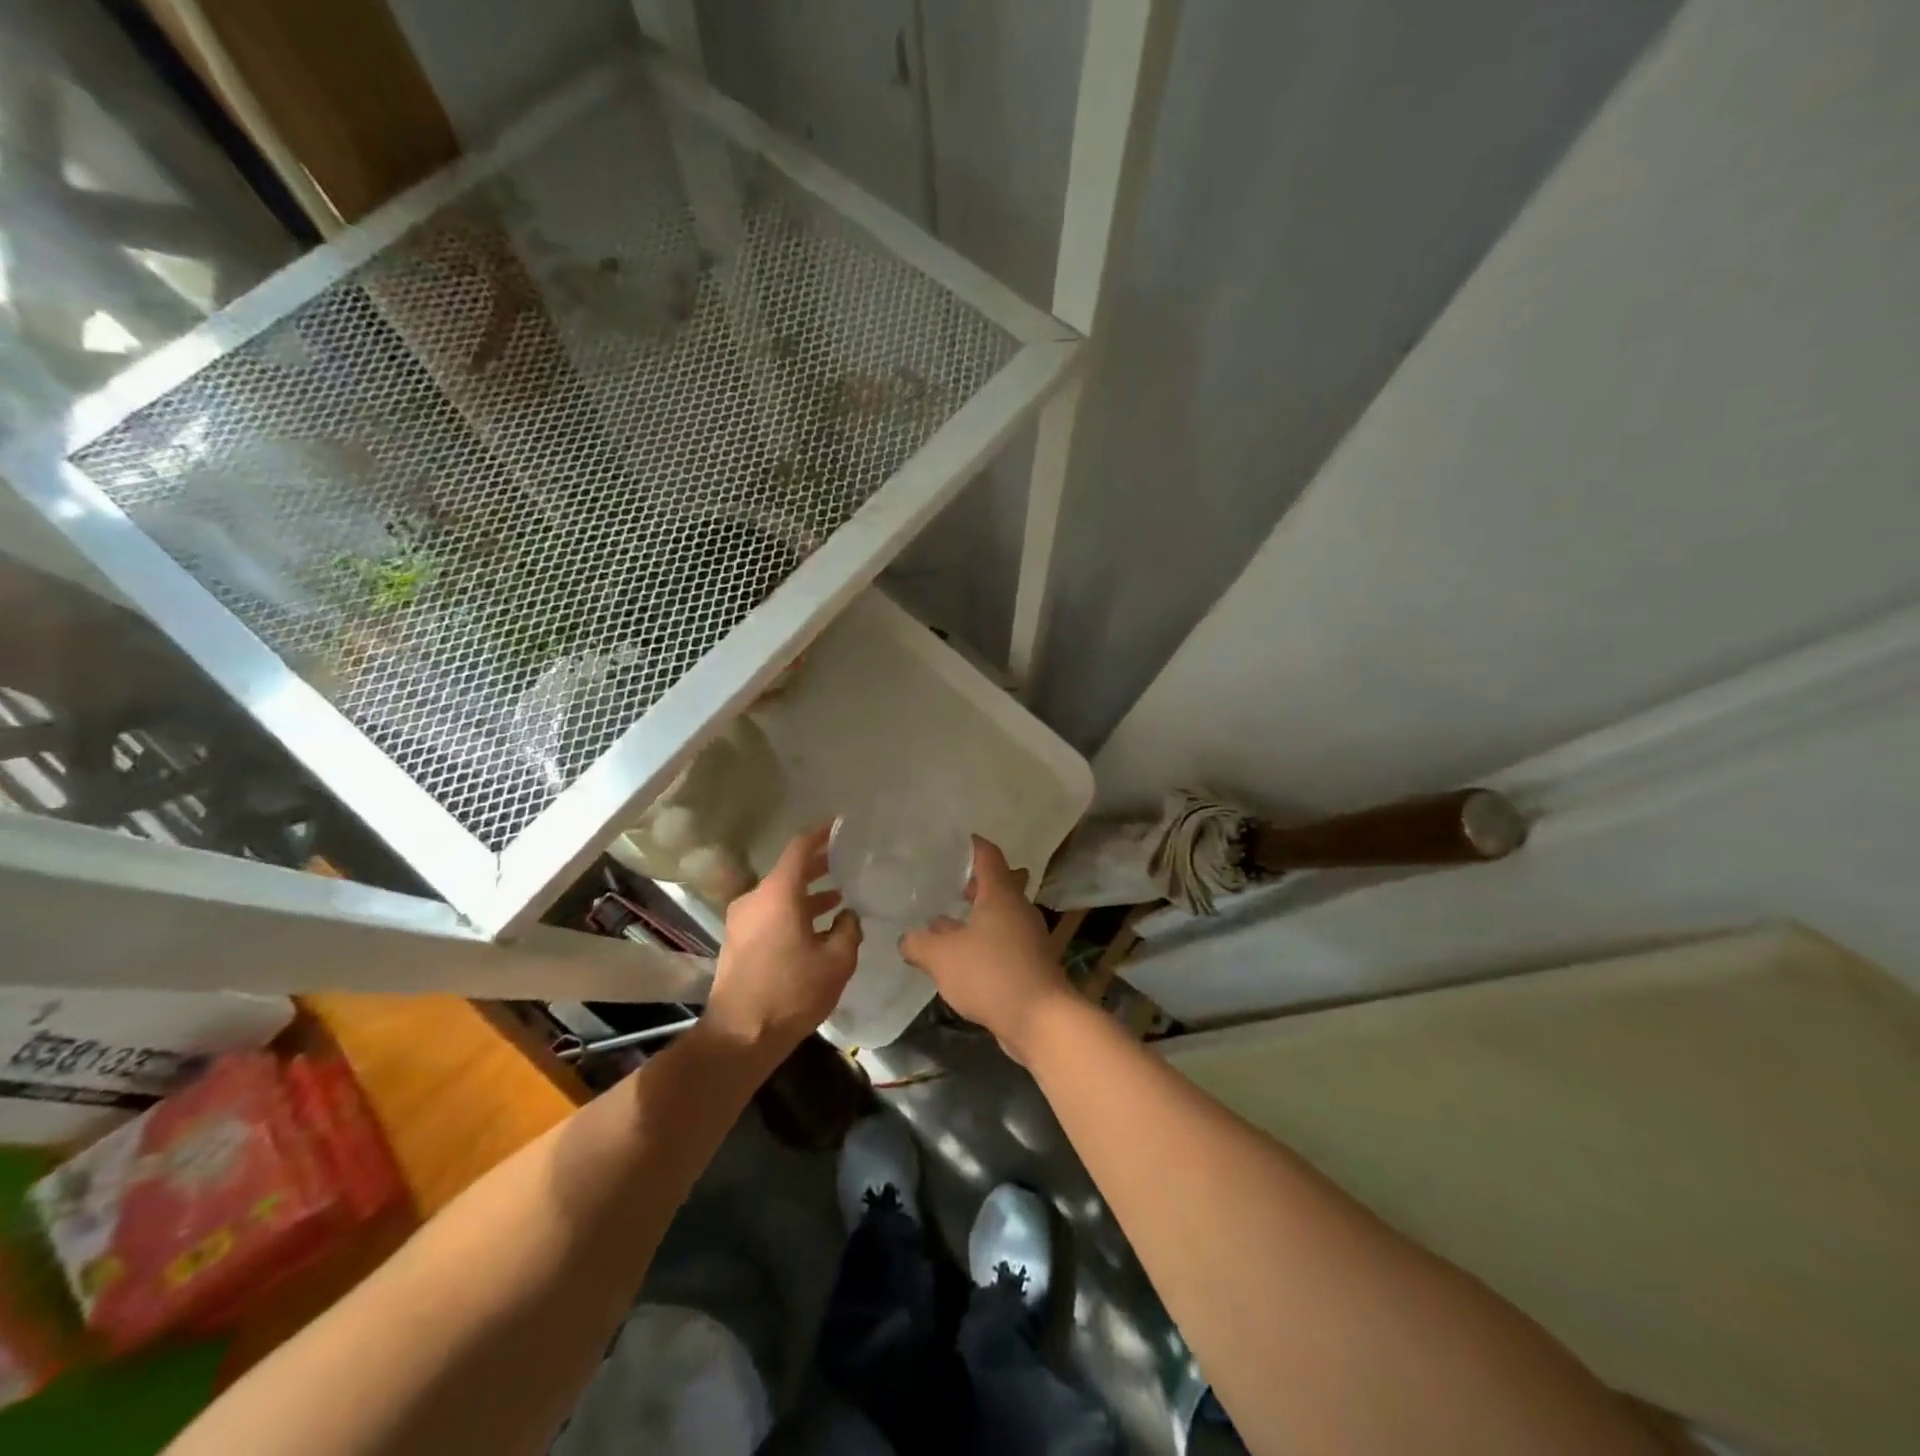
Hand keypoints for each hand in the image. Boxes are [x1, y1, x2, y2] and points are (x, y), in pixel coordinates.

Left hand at [704, 825, 861, 1065]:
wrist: (740, 1036)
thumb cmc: (792, 992)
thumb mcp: (837, 961)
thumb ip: (848, 929)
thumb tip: (847, 915)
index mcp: (779, 894)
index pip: (799, 848)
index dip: (821, 834)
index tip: (839, 826)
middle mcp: (755, 899)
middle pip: (789, 871)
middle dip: (818, 866)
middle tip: (845, 863)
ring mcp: (741, 920)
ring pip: (780, 895)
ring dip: (807, 894)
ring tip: (837, 899)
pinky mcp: (737, 941)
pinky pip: (769, 914)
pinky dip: (793, 912)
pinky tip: (816, 928)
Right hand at [899, 837, 1074, 1060]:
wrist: (1041, 1020)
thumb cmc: (991, 974)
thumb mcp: (942, 957)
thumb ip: (919, 943)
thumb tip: (907, 938)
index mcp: (1001, 894)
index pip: (988, 856)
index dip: (972, 846)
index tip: (955, 842)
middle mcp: (1018, 909)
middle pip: (1000, 884)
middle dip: (976, 884)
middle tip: (950, 886)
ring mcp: (1028, 937)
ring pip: (1001, 916)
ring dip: (978, 917)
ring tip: (947, 924)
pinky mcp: (1030, 964)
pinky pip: (1004, 942)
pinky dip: (985, 942)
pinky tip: (963, 958)